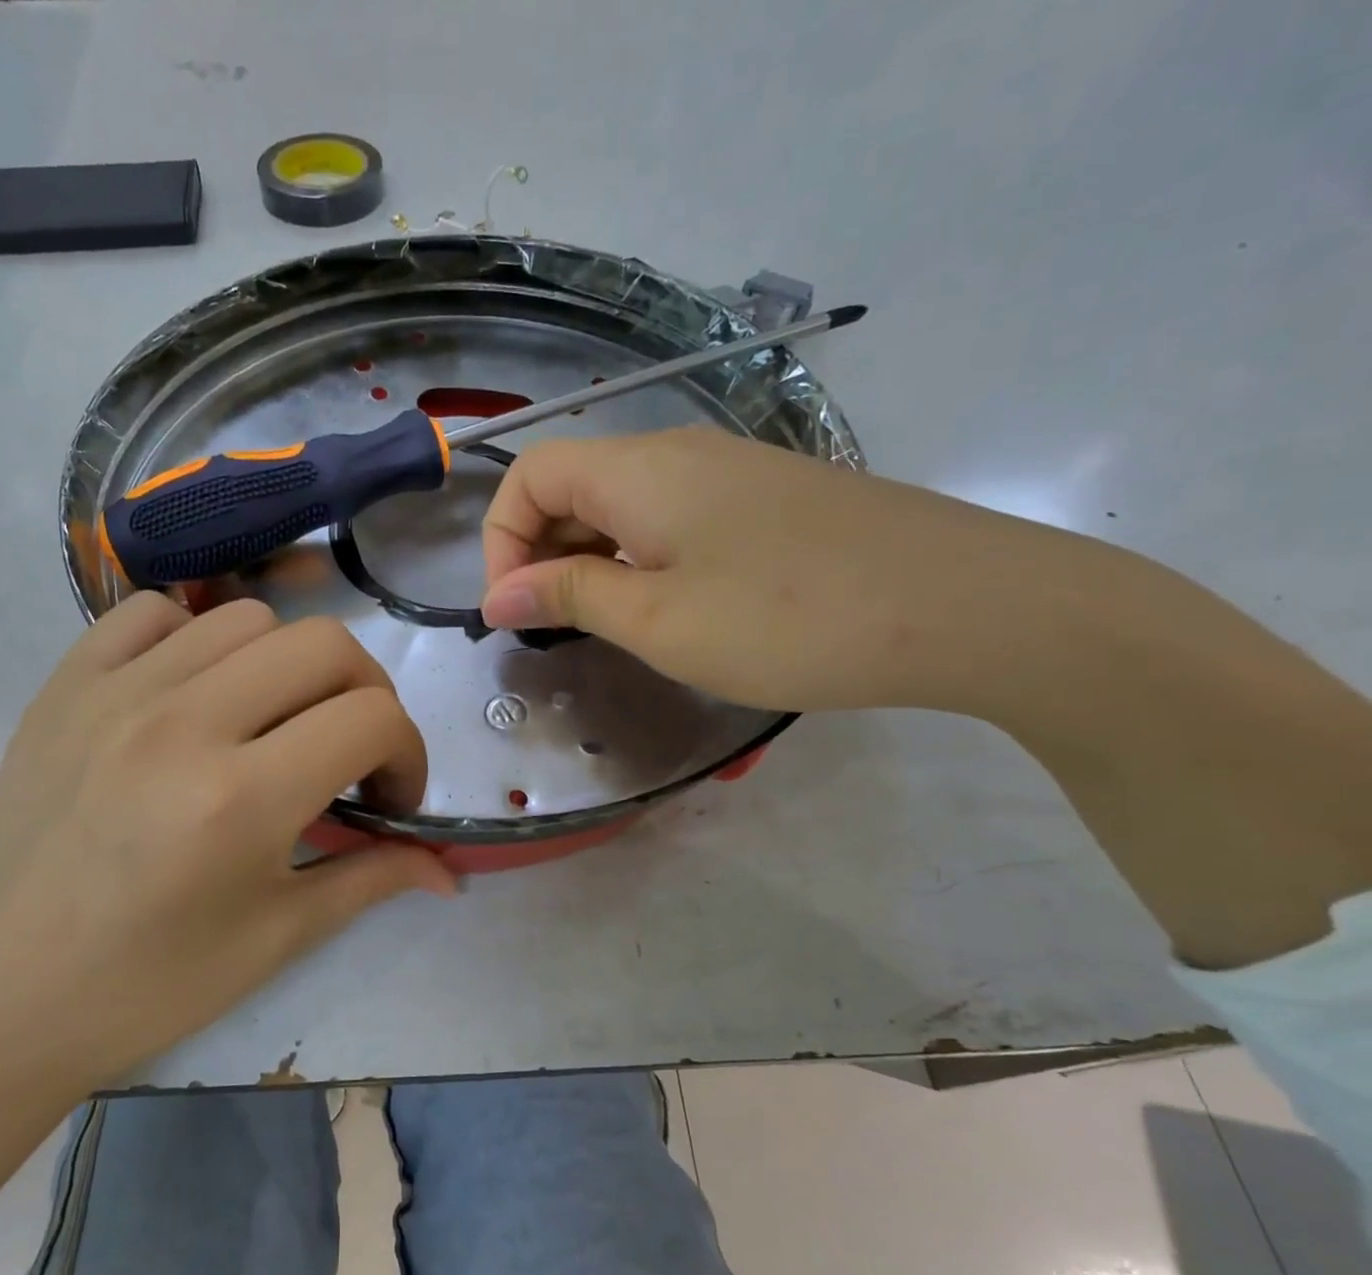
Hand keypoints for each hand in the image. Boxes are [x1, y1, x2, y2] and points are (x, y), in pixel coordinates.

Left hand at [0, 594, 454, 1101]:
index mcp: (241, 798)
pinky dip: (194, 638)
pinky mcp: (64, 686)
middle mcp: (183, 723)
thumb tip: (449, 868)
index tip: (387, 798)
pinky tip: (194, 695)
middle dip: (365, 694)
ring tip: (270, 725)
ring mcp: (115, 693)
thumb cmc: (148, 985)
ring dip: (287, 668)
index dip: (408, 754)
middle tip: (348, 751)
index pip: (372, 720)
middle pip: (324, 645)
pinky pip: (150, 613)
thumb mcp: (276, 938)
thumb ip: (373, 879)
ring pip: (247, 619)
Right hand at [479, 426, 1043, 713]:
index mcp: (639, 470)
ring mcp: (730, 474)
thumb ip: (568, 597)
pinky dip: (641, 560)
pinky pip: (673, 520)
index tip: (513, 612)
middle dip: (540, 553)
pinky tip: (668, 609)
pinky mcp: (767, 503)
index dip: (500, 540)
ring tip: (605, 628)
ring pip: (624, 505)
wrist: (968, 606)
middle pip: (573, 484)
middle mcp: (679, 454)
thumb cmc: (789, 619)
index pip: (529, 473)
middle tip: (554, 631)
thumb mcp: (658, 619)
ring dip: (590, 560)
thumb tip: (497, 597)